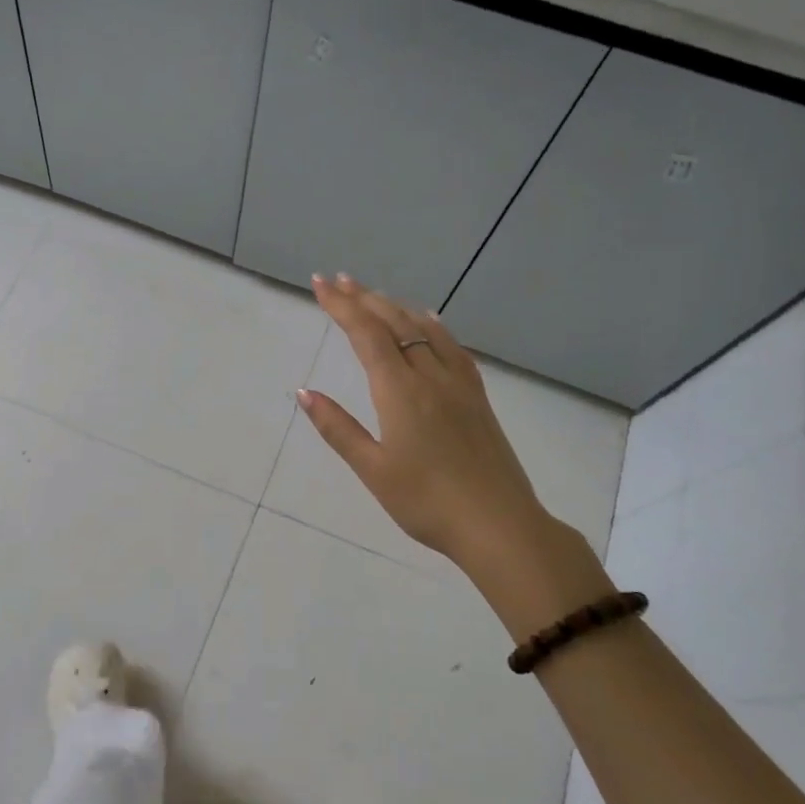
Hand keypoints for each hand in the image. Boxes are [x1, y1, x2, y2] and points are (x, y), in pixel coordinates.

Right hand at [297, 273, 612, 635]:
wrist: (499, 525)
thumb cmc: (427, 503)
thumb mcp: (373, 470)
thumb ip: (338, 428)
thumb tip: (305, 392)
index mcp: (401, 391)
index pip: (366, 334)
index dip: (341, 306)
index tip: (319, 284)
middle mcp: (430, 375)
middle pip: (394, 322)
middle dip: (363, 298)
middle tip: (338, 279)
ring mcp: (459, 383)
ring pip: (425, 328)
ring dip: (395, 306)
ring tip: (374, 294)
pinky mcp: (477, 396)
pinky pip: (451, 345)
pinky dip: (430, 324)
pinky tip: (427, 321)